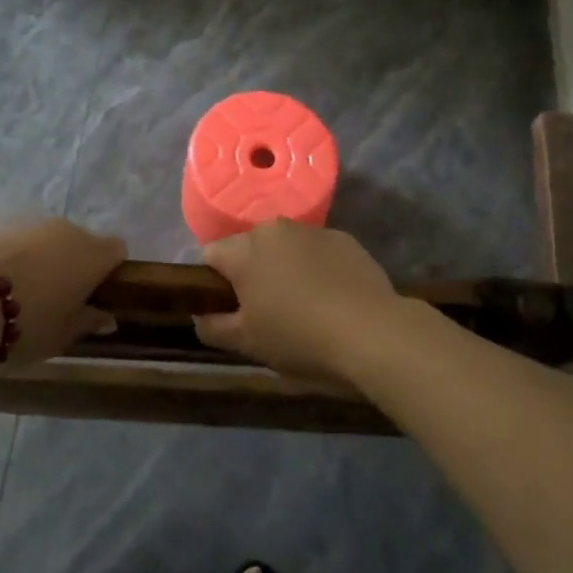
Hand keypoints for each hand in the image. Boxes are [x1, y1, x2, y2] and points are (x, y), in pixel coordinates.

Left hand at [0, 217, 126, 363]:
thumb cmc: (25, 324)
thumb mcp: (61, 335)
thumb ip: (87, 322)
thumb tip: (108, 319)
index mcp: (91, 255)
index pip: (117, 250)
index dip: (109, 270)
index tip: (94, 294)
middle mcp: (67, 230)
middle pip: (82, 242)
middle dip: (74, 264)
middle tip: (57, 299)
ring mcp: (32, 223)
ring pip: (49, 239)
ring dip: (44, 259)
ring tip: (21, 291)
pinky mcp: (0, 223)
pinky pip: (19, 239)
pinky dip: (15, 255)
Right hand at [194, 220, 403, 382]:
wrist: (373, 333)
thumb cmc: (299, 338)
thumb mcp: (247, 343)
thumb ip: (213, 327)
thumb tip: (199, 316)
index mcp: (243, 251)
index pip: (210, 256)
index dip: (212, 283)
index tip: (228, 310)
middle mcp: (273, 229)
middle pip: (248, 248)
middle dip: (250, 273)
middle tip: (265, 311)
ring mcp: (312, 231)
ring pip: (284, 247)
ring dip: (284, 268)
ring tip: (303, 305)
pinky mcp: (345, 239)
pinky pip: (317, 251)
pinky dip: (317, 268)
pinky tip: (332, 298)